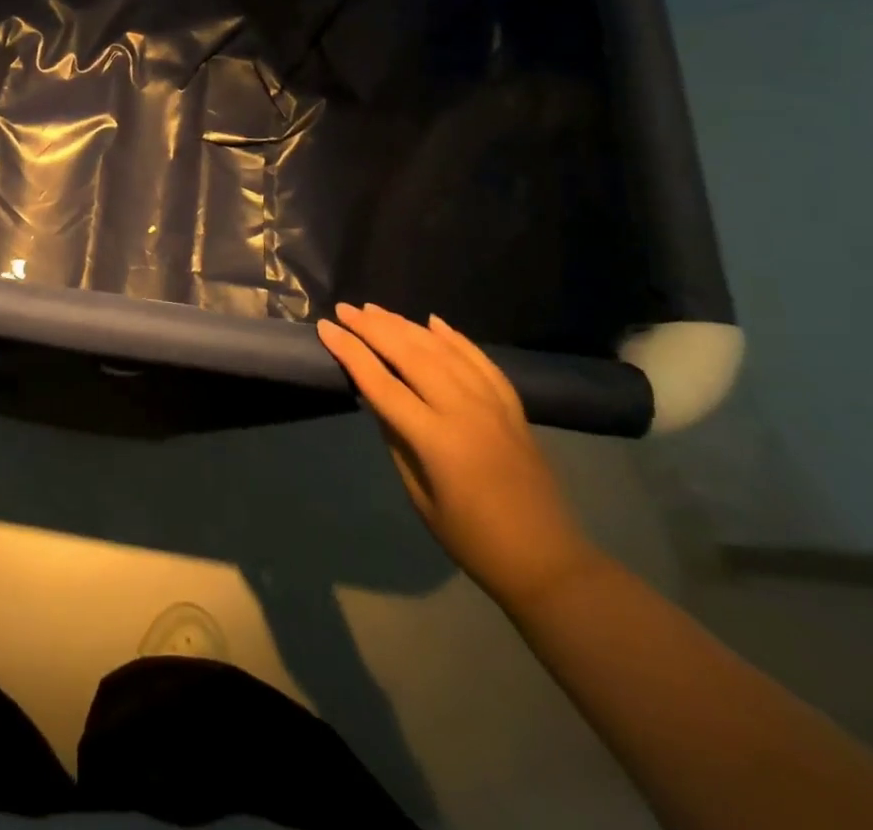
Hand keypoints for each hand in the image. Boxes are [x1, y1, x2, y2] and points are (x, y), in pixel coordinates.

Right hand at [317, 303, 603, 611]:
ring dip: (406, 326)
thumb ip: (396, 439)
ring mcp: (493, 405)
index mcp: (436, 439)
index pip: (381, 382)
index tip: (325, 327)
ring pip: (443, 350)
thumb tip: (375, 397)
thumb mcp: (418, 494)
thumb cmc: (472, 539)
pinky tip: (433, 322)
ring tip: (376, 310)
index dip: (350, 352)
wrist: (548, 562)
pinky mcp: (513, 407)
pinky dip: (454, 338)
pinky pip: (480, 361)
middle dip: (373, 328)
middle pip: (411, 355)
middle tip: (345, 309)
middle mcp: (464, 411)